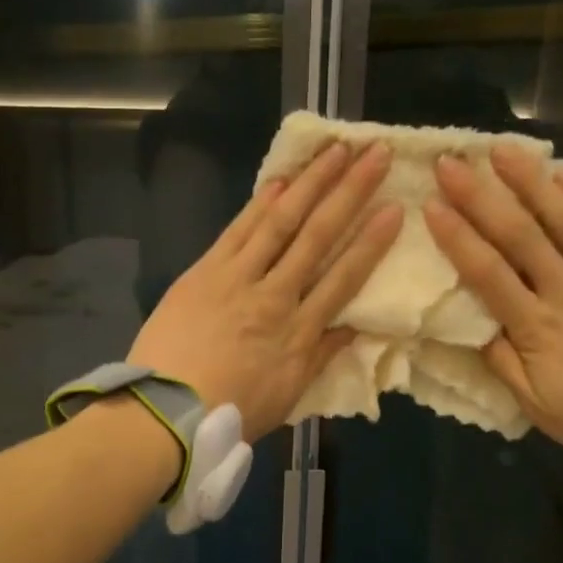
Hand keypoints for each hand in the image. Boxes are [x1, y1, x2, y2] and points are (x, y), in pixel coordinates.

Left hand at [129, 140, 401, 439]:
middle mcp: (274, 296)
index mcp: (298, 332)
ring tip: (335, 151)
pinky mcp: (203, 272)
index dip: (371, 242)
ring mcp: (236, 279)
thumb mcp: (288, 395)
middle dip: (349, 193)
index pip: (343, 279)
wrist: (168, 412)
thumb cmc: (231, 411)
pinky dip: (258, 204)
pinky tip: (280, 181)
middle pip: (317, 237)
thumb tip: (354, 327)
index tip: (394, 209)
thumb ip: (321, 356)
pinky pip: (236, 231)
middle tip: (375, 154)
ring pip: (279, 223)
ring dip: (310, 183)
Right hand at [425, 144, 562, 457]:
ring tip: (503, 150)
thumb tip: (472, 326)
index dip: (457, 237)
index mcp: (537, 328)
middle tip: (452, 162)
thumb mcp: (537, 405)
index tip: (432, 205)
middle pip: (520, 235)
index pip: (488, 273)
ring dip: (532, 181)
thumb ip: (502, 363)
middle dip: (481, 195)